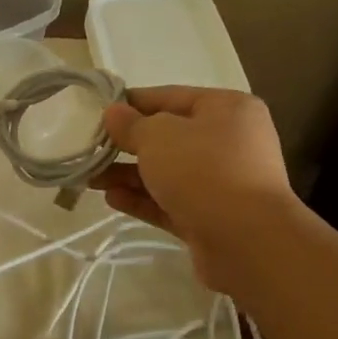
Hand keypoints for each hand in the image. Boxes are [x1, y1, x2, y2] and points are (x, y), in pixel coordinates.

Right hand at [93, 86, 298, 294]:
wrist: (247, 241)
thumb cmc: (203, 170)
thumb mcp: (158, 136)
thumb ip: (131, 124)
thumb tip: (113, 113)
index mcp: (226, 109)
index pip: (170, 96)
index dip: (131, 103)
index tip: (97, 112)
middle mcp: (228, 142)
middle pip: (168, 137)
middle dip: (126, 144)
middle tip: (90, 149)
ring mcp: (221, 182)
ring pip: (166, 172)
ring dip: (128, 174)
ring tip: (91, 179)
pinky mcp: (211, 217)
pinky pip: (170, 201)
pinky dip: (143, 199)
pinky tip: (112, 199)